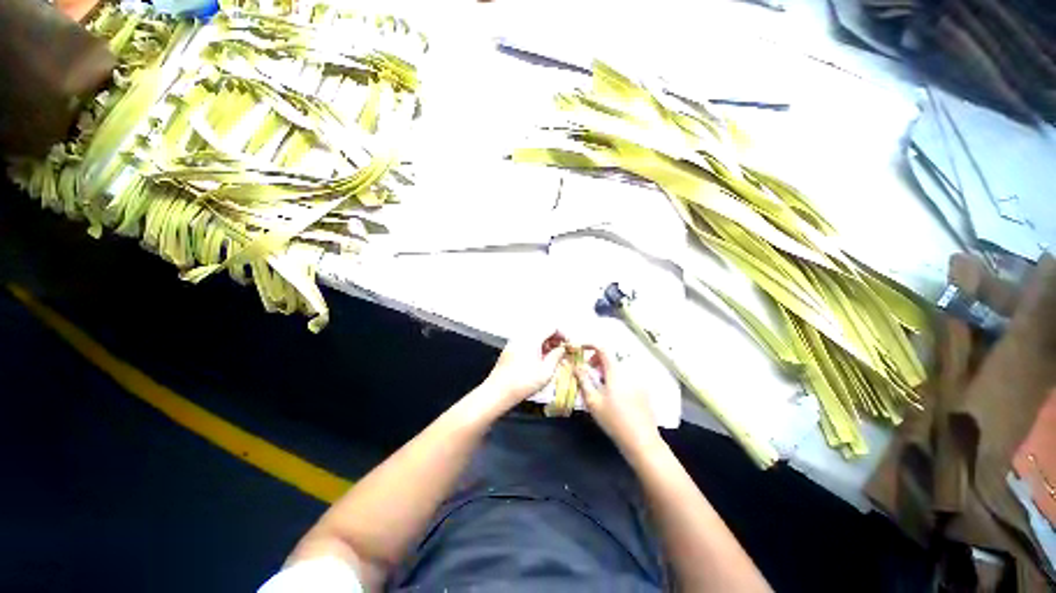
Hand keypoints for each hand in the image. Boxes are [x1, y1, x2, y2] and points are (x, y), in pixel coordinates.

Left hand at [481, 330, 566, 411]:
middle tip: (561, 351)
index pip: (551, 327)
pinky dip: (536, 346)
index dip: (562, 334)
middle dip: (554, 338)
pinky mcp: (510, 349)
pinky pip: (526, 342)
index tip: (568, 344)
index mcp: (532, 338)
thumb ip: (556, 356)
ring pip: (534, 336)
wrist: (498, 391)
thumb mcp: (546, 371)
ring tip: (551, 357)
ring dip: (545, 343)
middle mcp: (522, 336)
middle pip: (542, 329)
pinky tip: (538, 360)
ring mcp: (515, 342)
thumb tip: (562, 349)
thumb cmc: (524, 382)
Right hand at [575, 346, 659, 454]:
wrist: (642, 441)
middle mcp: (629, 371)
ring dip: (606, 370)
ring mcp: (639, 380)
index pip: (602, 348)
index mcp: (616, 371)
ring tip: (600, 386)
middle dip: (597, 360)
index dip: (590, 345)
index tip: (580, 349)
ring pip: (619, 367)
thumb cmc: (613, 420)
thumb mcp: (593, 401)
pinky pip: (627, 376)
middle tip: (588, 373)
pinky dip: (617, 378)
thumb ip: (583, 380)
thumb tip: (577, 365)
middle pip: (611, 357)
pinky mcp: (644, 390)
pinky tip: (614, 396)